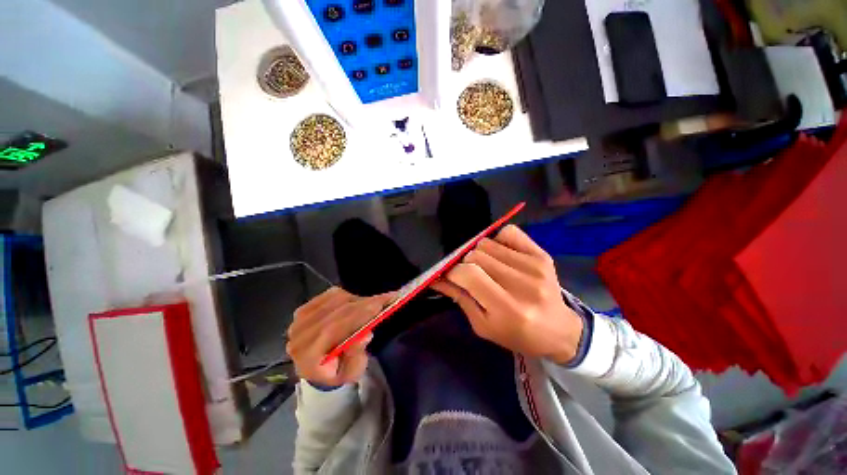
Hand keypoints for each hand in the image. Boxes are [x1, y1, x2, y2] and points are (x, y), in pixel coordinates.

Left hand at [287, 287, 394, 387]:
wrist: (316, 367)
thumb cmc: (336, 371)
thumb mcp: (351, 374)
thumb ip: (356, 357)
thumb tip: (365, 335)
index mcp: (308, 357)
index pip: (335, 328)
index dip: (360, 313)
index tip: (383, 302)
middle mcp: (299, 336)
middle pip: (337, 311)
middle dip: (364, 303)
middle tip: (386, 298)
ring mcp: (299, 320)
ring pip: (336, 300)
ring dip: (358, 300)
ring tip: (372, 304)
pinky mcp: (304, 308)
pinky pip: (331, 295)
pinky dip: (347, 296)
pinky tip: (356, 302)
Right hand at [432, 225, 583, 363]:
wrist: (558, 330)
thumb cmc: (517, 334)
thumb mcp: (483, 325)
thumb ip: (460, 299)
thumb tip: (437, 279)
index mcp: (507, 308)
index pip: (469, 274)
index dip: (452, 272)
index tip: (451, 276)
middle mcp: (523, 284)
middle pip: (476, 255)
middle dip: (465, 264)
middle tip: (471, 276)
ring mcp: (535, 266)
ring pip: (487, 243)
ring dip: (480, 253)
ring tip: (488, 268)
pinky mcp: (542, 255)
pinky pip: (508, 232)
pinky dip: (498, 240)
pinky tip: (501, 255)